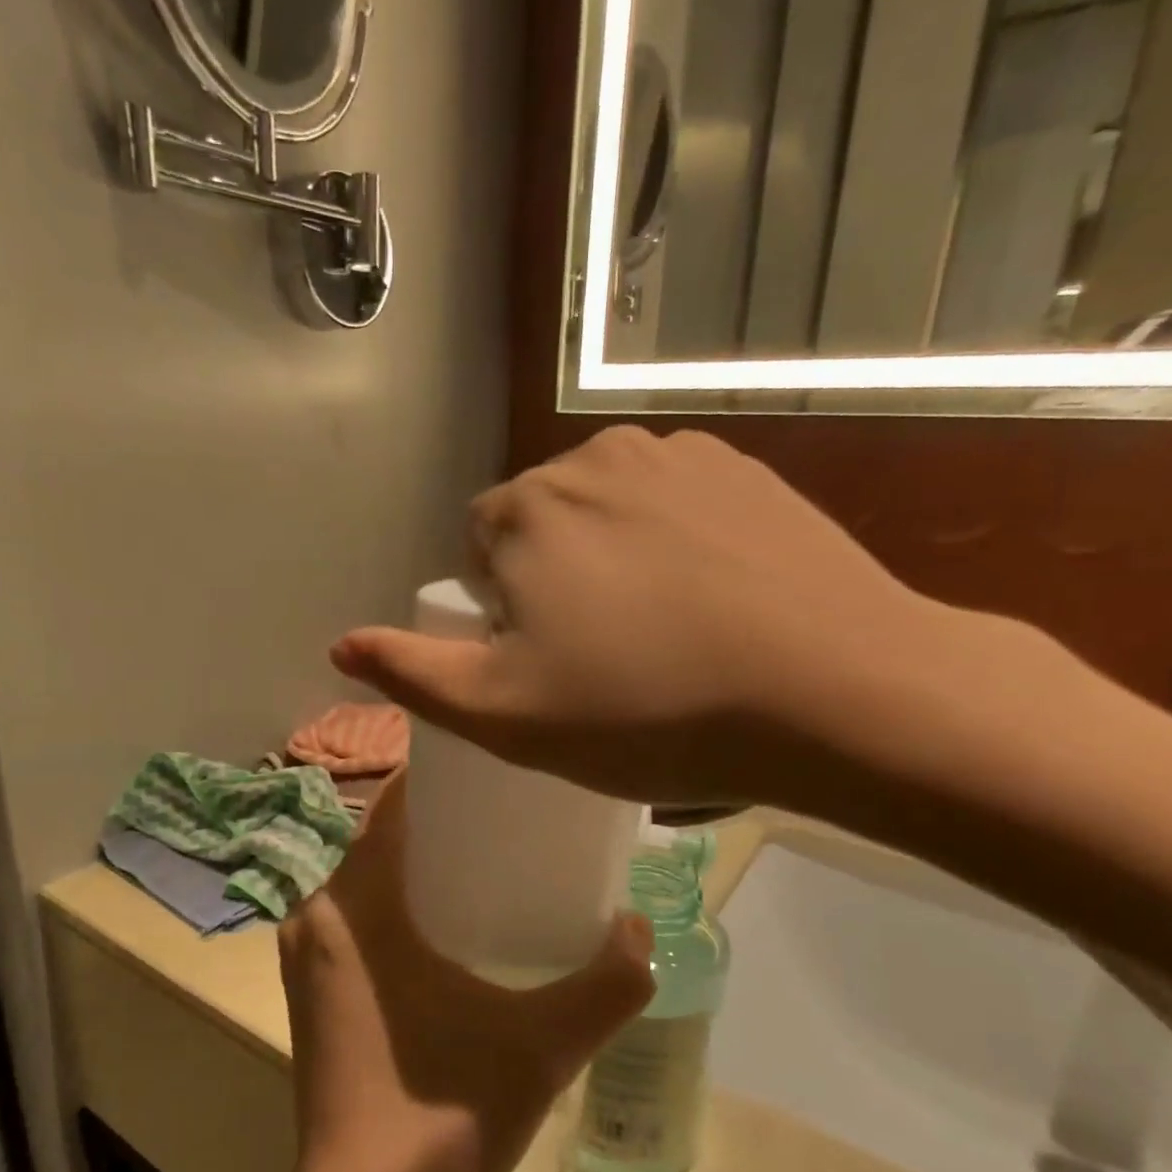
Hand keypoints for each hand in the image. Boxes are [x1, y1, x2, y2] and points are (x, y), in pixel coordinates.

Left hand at [277, 775, 653, 1171]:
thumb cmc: (439, 1120)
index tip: (499, 769)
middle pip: (384, 836)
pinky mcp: (311, 986)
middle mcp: (316, 913)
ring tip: (495, 859)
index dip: (443, 776)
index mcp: (353, 904)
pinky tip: (455, 923)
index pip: (392, 804)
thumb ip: (606, 985)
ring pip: (370, 875)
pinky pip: (359, 913)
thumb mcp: (541, 1047)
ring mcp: (306, 952)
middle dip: (445, 819)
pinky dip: (401, 899)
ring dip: (424, 860)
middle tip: (514, 816)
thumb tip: (640, 927)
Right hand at [330, 426, 980, 810]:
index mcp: (526, 511)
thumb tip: (341, 646)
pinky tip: (717, 601)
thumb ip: (415, 676)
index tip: (550, 663)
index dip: (503, 611)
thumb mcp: (507, 716)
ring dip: (616, 559)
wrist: (830, 691)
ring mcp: (677, 455)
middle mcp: (592, 458)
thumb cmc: (647, 711)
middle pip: (544, 524)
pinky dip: (678, 543)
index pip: (480, 548)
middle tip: (608, 658)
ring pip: (611, 511)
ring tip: (666, 633)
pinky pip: (677, 504)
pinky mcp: (746, 469)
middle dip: (555, 580)